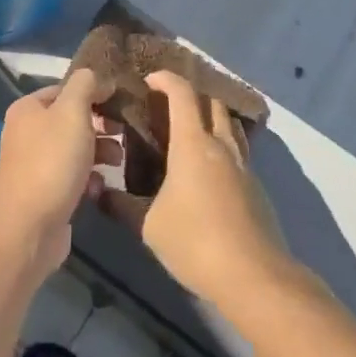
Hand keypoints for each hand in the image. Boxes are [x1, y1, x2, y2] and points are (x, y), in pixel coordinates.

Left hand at [0, 69, 105, 278]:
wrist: (28, 228)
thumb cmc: (52, 162)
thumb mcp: (72, 112)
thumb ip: (85, 86)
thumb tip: (97, 79)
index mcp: (28, 108)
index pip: (67, 89)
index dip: (95, 94)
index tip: (122, 104)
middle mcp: (27, 133)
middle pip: (73, 120)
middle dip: (101, 126)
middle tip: (125, 135)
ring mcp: (35, 164)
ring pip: (76, 149)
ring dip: (101, 153)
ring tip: (119, 162)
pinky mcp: (45, 193)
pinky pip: (74, 177)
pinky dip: (90, 180)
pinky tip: (100, 188)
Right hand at [99, 71, 292, 309]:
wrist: (254, 276)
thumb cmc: (195, 242)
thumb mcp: (149, 226)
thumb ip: (122, 205)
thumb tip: (99, 192)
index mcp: (194, 144)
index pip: (182, 95)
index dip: (166, 79)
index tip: (150, 79)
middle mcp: (222, 146)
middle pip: (212, 103)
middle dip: (191, 96)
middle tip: (167, 107)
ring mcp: (244, 166)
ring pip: (230, 126)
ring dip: (211, 118)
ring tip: (188, 133)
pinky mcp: (256, 188)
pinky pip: (238, 151)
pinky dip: (221, 146)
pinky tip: (207, 170)